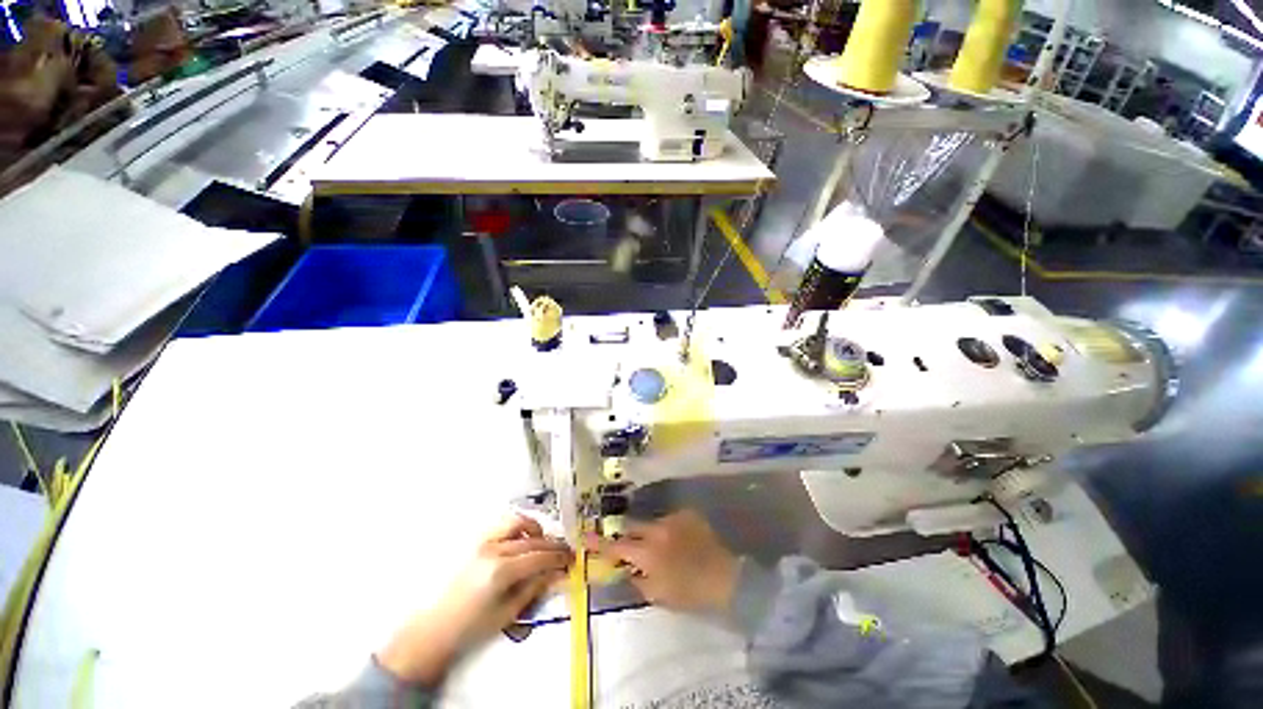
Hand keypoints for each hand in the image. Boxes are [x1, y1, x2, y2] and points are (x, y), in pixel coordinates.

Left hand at [378, 515, 570, 685]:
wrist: (433, 628)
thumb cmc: (471, 627)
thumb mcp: (508, 612)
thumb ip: (534, 587)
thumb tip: (556, 572)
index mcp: (501, 571)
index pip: (539, 556)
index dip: (559, 556)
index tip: (572, 558)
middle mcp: (493, 550)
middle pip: (532, 539)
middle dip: (552, 544)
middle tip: (564, 551)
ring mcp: (482, 542)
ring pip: (517, 522)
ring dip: (534, 529)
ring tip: (542, 541)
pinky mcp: (475, 541)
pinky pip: (502, 525)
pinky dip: (517, 528)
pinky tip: (521, 541)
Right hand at [587, 510, 737, 613]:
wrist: (725, 578)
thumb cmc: (689, 592)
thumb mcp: (658, 595)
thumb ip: (637, 580)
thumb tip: (627, 568)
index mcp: (647, 553)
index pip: (616, 546)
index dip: (599, 543)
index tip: (585, 536)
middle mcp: (657, 530)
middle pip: (632, 526)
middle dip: (628, 535)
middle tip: (632, 546)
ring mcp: (673, 518)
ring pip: (652, 523)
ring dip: (651, 534)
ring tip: (665, 548)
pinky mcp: (687, 514)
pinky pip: (670, 519)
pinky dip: (669, 530)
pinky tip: (680, 541)